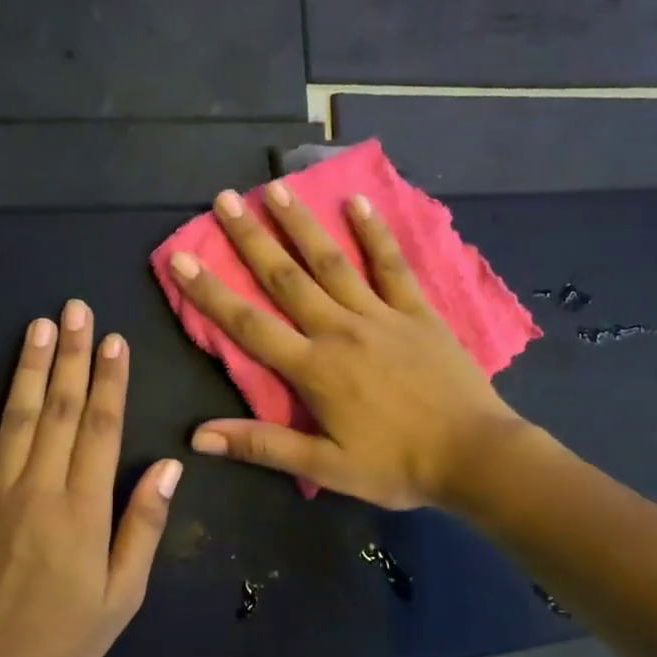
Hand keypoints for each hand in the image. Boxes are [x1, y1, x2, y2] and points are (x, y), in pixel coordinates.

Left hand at [0, 300, 182, 656]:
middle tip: (74, 309)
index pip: (102, 428)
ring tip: (36, 325)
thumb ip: (144, 525)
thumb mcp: (124, 594)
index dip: (110, 381)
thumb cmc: (65, 637)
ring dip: (27, 368)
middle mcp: (40, 488)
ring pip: (14, 419)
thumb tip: (171, 466)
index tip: (113, 340)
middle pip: (60, 410)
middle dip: (70, 356)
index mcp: (84, 508)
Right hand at [167, 184, 521, 509]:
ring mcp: (381, 315)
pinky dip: (375, 233)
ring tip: (277, 188)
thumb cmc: (396, 467)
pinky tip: (359, 202)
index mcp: (313, 368)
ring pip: (332, 261)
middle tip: (224, 199)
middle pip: (286, 278)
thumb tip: (198, 437)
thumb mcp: (325, 467)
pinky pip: (392, 265)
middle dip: (251, 238)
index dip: (210, 292)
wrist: (475, 457)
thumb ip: (261, 446)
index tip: (181, 257)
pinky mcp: (417, 311)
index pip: (249, 324)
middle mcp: (340, 330)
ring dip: (302, 224)